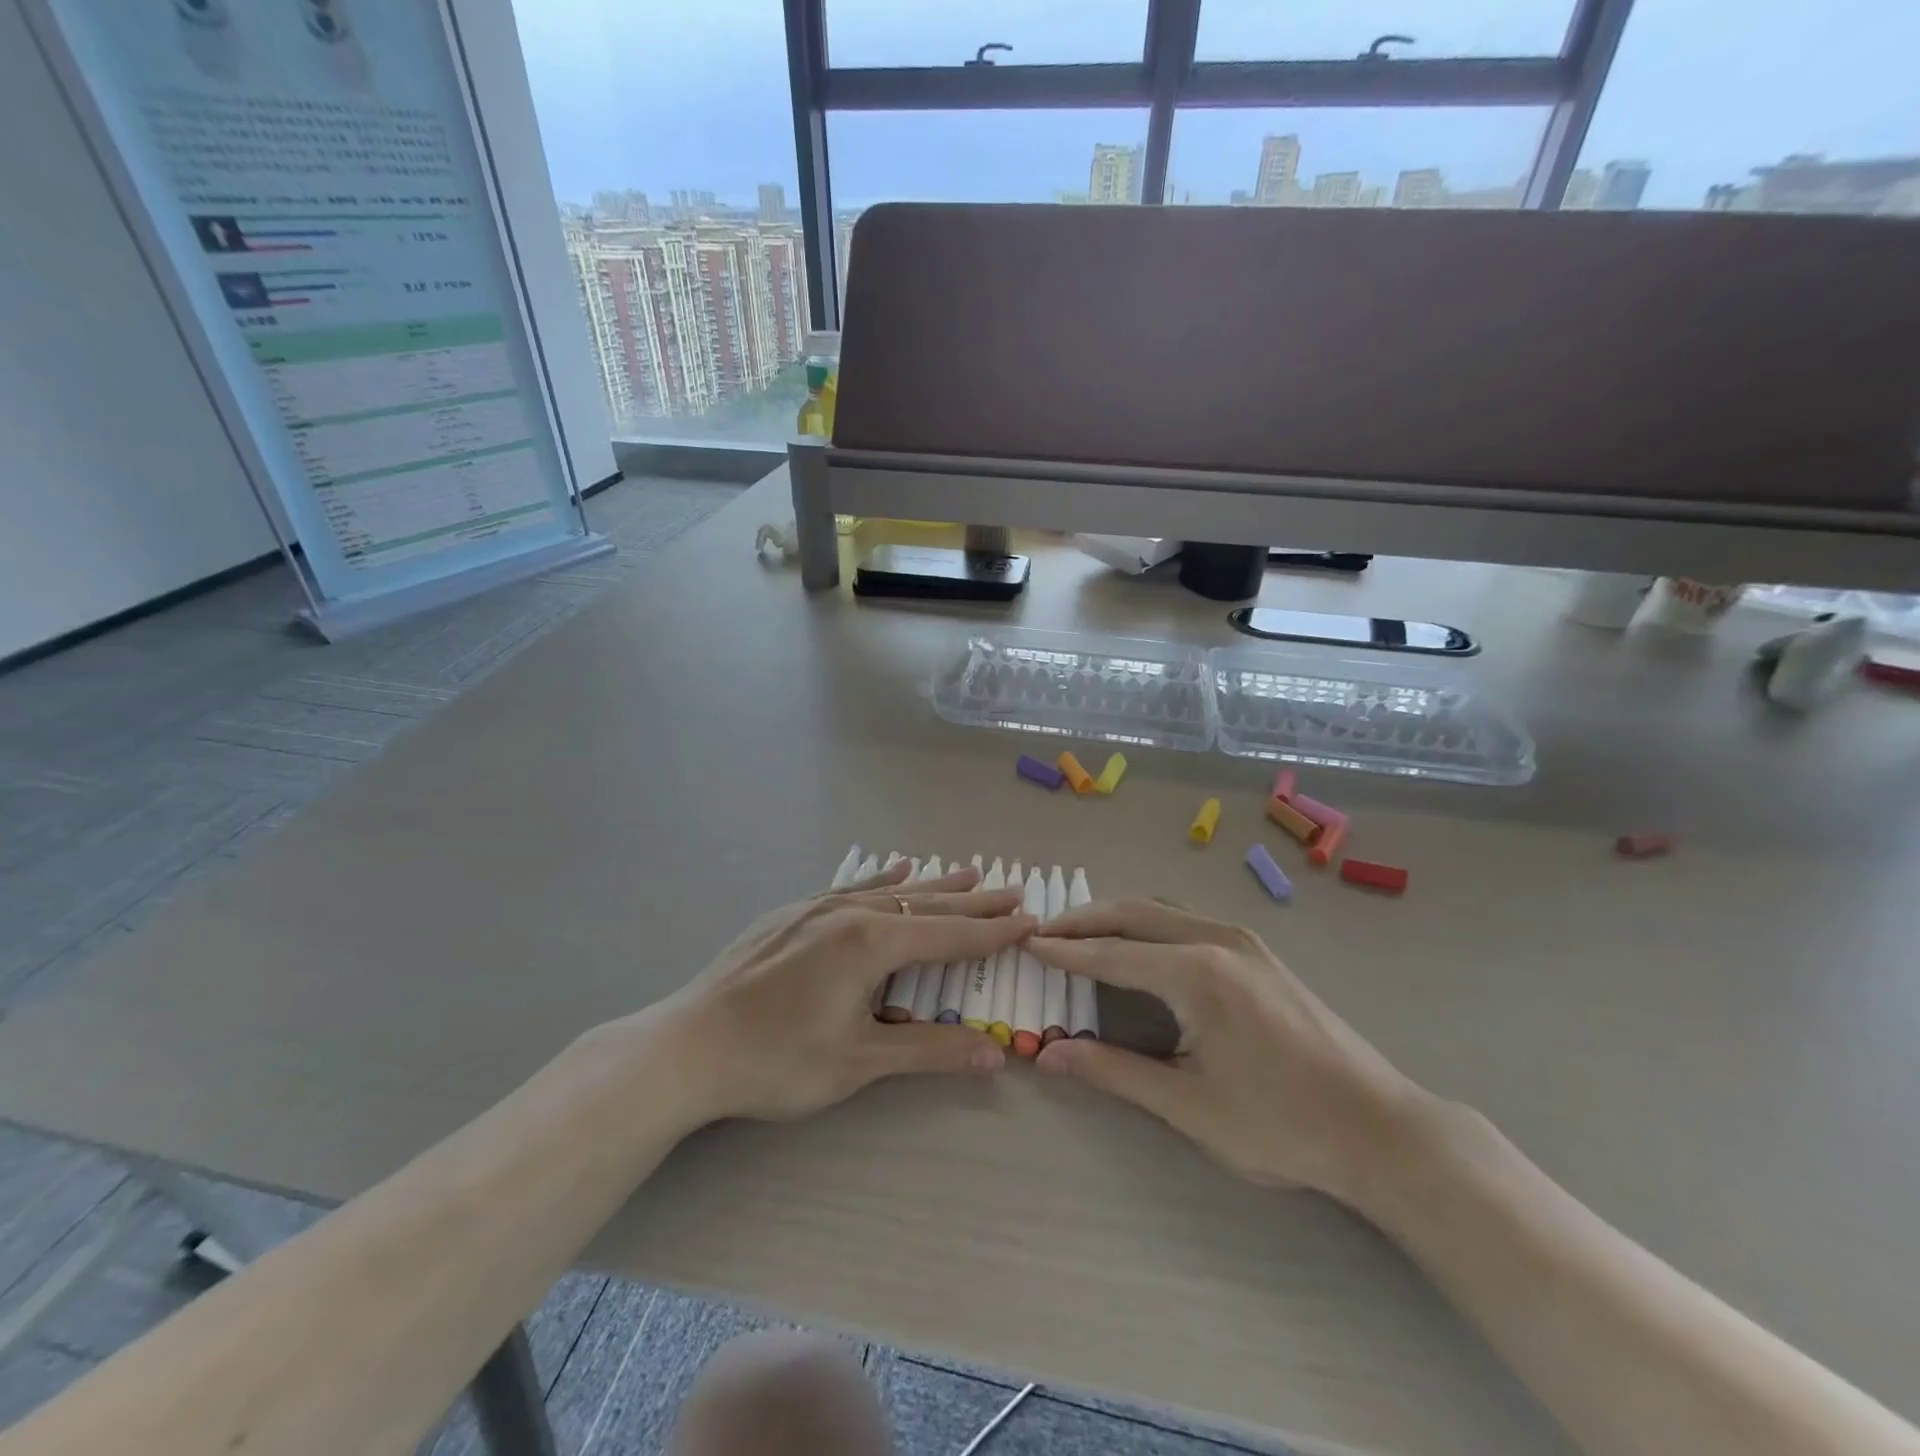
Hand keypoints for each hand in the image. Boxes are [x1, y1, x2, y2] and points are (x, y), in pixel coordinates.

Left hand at [653, 859, 1032, 1125]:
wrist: (688, 1046)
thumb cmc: (777, 1059)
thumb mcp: (859, 1060)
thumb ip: (929, 1050)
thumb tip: (997, 1055)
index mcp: (872, 942)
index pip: (949, 935)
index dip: (993, 932)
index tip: (1030, 921)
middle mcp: (851, 912)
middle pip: (927, 905)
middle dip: (974, 902)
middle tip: (1015, 890)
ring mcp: (818, 907)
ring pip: (891, 890)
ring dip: (934, 885)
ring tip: (970, 872)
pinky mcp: (793, 913)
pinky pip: (851, 887)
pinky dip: (881, 879)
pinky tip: (895, 870)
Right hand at [1027, 900, 1426, 1204]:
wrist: (1380, 1128)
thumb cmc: (1281, 1124)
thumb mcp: (1189, 1106)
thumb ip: (1114, 1071)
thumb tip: (1048, 1055)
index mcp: (1196, 973)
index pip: (1111, 953)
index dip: (1065, 951)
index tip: (1025, 943)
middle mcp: (1217, 939)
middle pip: (1134, 913)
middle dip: (1085, 920)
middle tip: (1044, 930)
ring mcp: (1244, 941)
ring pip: (1163, 911)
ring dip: (1118, 917)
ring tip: (1082, 933)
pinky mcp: (1260, 952)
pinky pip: (1188, 920)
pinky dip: (1150, 924)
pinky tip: (1141, 945)